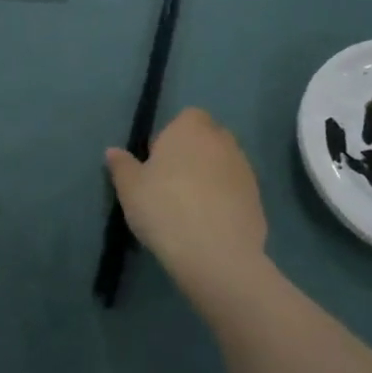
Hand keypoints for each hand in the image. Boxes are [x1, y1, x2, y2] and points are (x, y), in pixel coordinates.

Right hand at [105, 108, 267, 302]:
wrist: (216, 254)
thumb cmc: (165, 208)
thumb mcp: (130, 188)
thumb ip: (121, 166)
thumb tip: (113, 151)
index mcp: (190, 129)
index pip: (187, 117)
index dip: (172, 137)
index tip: (157, 163)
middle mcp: (222, 141)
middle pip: (208, 140)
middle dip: (194, 155)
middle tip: (172, 185)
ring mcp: (245, 171)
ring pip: (224, 166)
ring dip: (211, 179)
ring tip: (190, 209)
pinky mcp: (258, 201)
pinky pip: (236, 194)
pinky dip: (225, 203)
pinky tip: (209, 227)